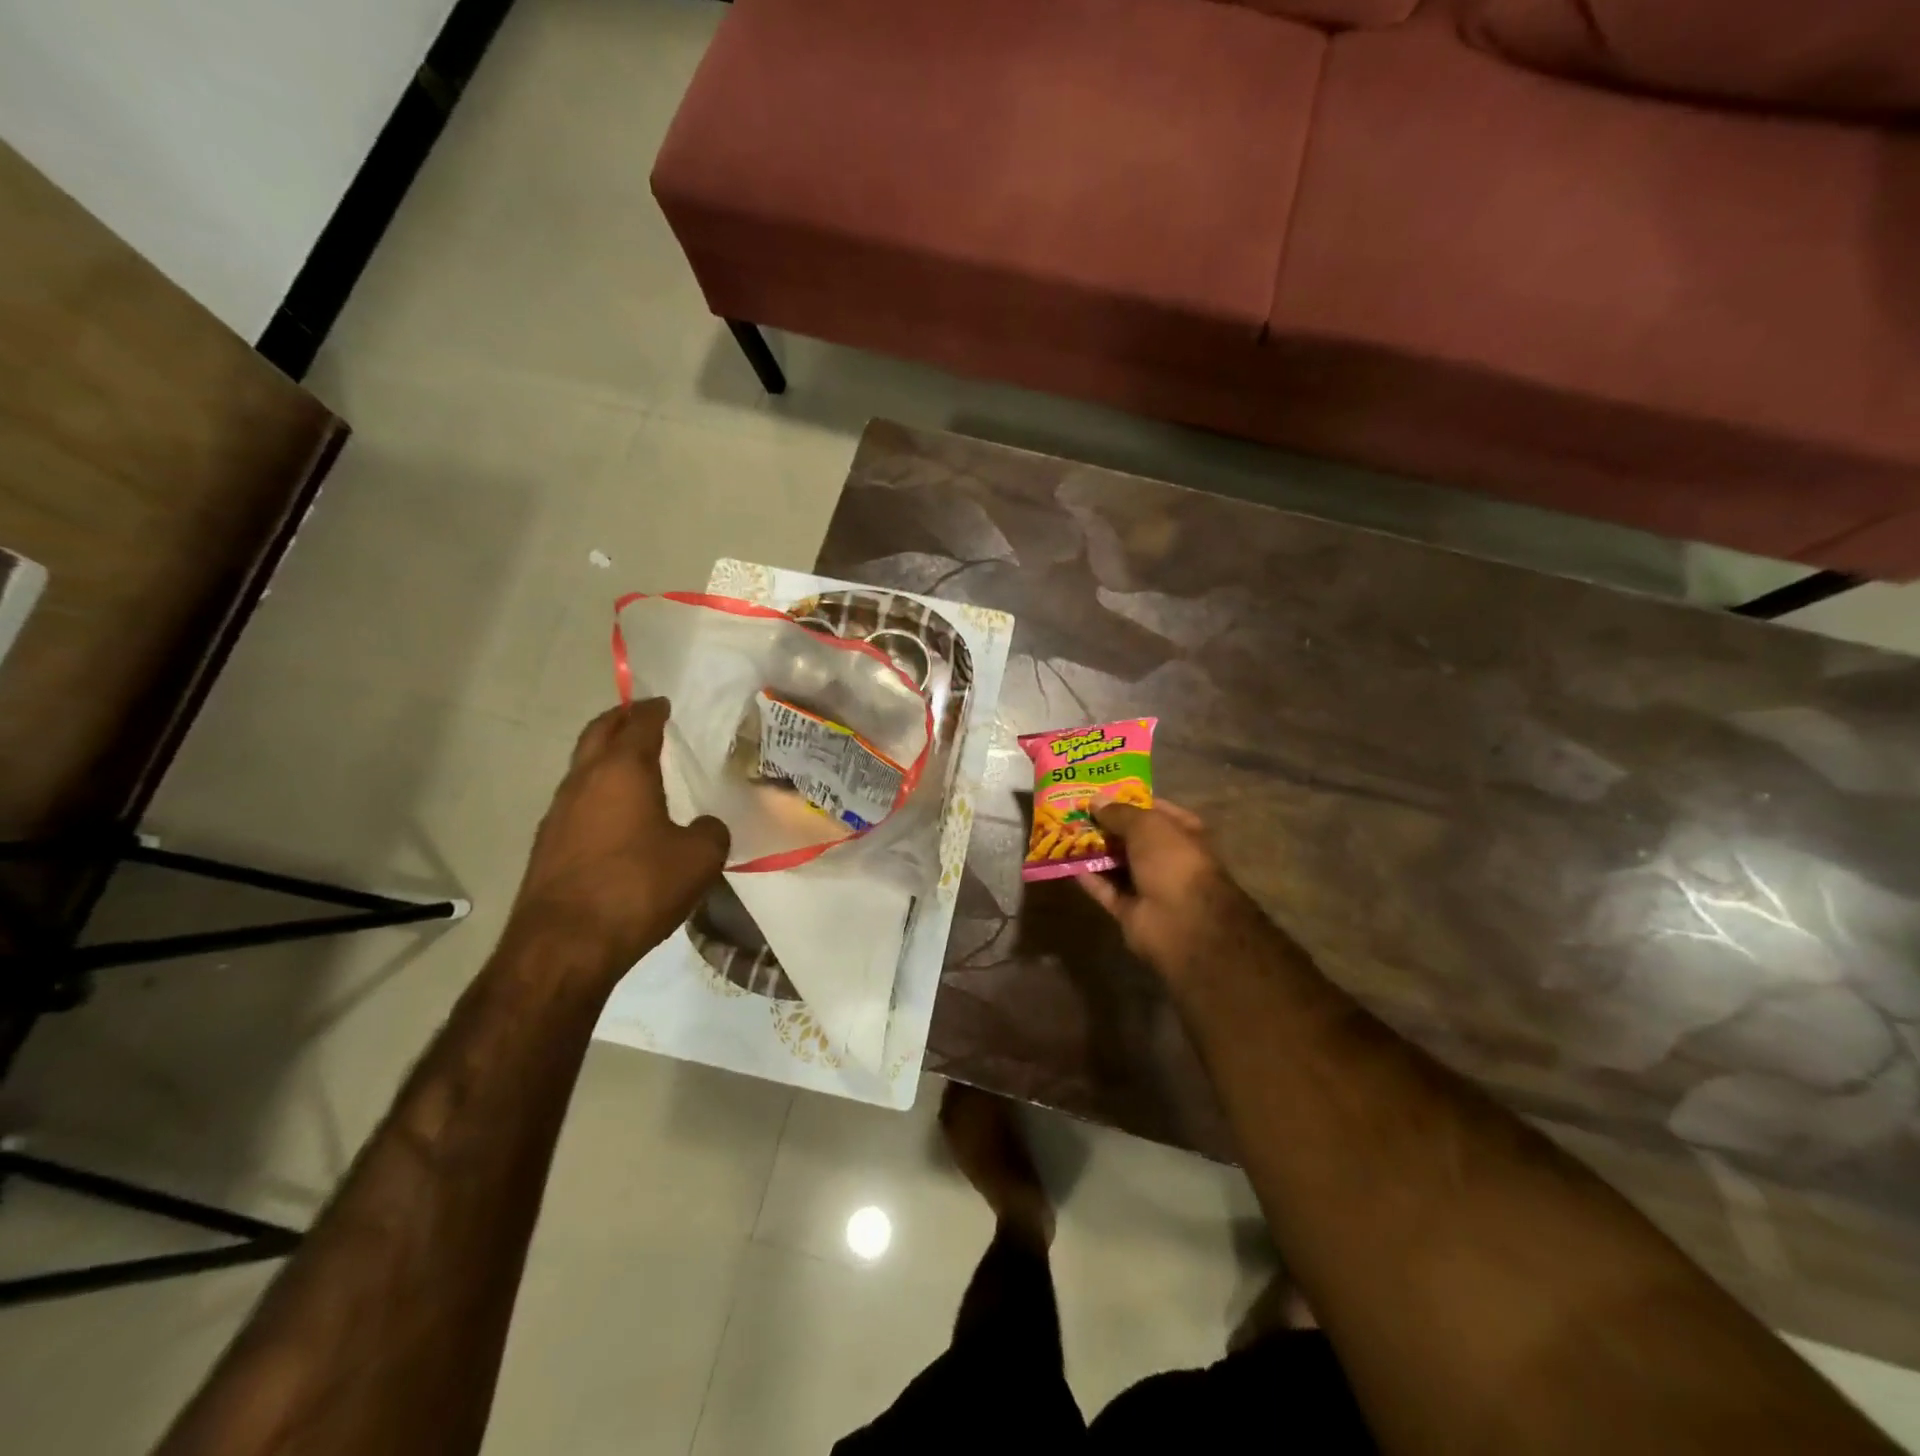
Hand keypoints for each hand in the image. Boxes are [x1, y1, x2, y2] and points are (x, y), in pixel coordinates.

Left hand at [510, 699, 729, 973]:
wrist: (564, 946)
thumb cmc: (638, 888)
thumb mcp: (699, 859)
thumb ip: (710, 832)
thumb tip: (705, 827)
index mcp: (623, 771)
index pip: (639, 724)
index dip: (653, 710)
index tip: (663, 702)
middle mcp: (584, 782)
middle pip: (598, 733)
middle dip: (619, 719)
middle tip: (640, 715)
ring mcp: (559, 813)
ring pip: (582, 767)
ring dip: (604, 756)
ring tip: (631, 763)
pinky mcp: (548, 845)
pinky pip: (577, 800)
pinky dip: (597, 790)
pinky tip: (615, 813)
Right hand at [1077, 801, 1273, 987]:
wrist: (1183, 922)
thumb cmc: (1172, 861)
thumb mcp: (1146, 825)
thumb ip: (1119, 813)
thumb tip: (1095, 801)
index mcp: (1182, 832)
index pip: (1154, 810)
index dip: (1127, 800)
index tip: (1097, 792)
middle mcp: (1166, 857)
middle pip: (1131, 837)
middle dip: (1104, 825)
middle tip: (1072, 810)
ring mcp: (1149, 885)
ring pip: (1115, 863)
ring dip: (1092, 850)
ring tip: (1062, 831)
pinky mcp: (1130, 910)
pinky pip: (1105, 889)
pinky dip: (1088, 877)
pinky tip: (1064, 861)